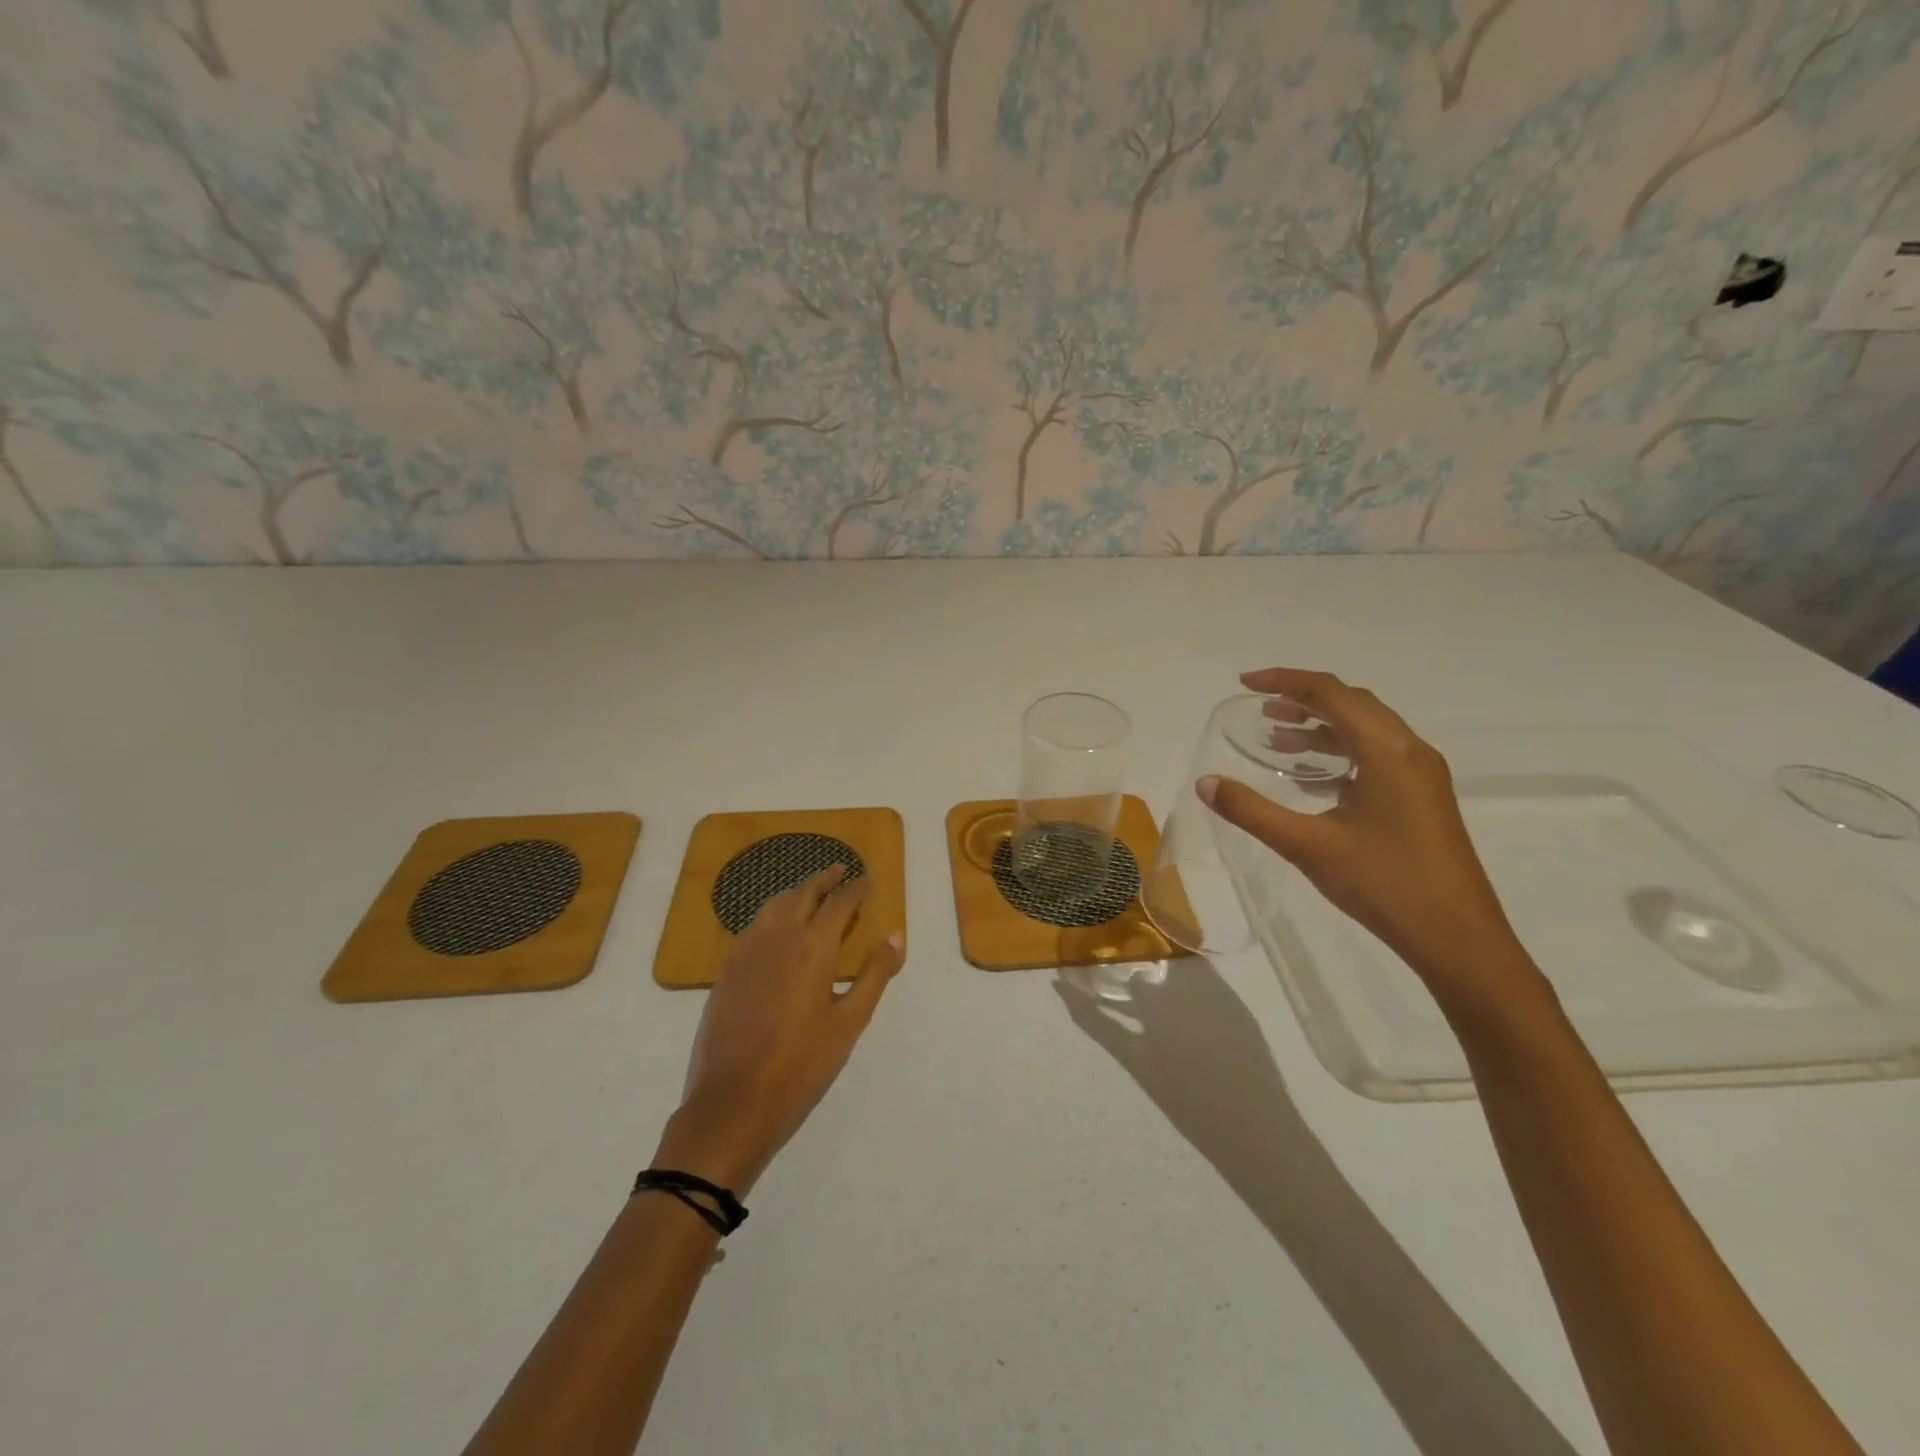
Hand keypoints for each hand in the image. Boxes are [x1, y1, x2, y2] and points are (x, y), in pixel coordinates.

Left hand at [654, 866, 902, 1194]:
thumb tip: (895, 934)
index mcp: (813, 947)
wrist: (732, 1103)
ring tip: (812, 894)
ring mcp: (746, 951)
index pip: (839, 902)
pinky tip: (779, 930)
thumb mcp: (850, 1022)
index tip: (867, 880)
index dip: (856, 888)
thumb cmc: (802, 1065)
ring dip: (796, 892)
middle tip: (841, 871)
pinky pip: (754, 926)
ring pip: (774, 905)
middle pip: (803, 893)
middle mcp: (778, 937)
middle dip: (824, 879)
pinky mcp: (727, 970)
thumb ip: (874, 974)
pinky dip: (773, 914)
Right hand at [1199, 667, 1543, 1014]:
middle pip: (1352, 704)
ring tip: (1277, 738)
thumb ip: (1252, 811)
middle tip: (1260, 710)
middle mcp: (1410, 751)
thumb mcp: (1307, 845)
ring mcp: (1421, 775)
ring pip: (1366, 730)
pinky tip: (1312, 778)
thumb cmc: (1384, 884)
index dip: (1285, 682)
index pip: (1332, 694)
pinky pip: (1376, 755)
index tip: (1245, 683)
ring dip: (1321, 727)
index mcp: (1387, 751)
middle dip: (1303, 700)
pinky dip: (1340, 752)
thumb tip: (1205, 783)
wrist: (1458, 938)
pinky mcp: (1423, 798)